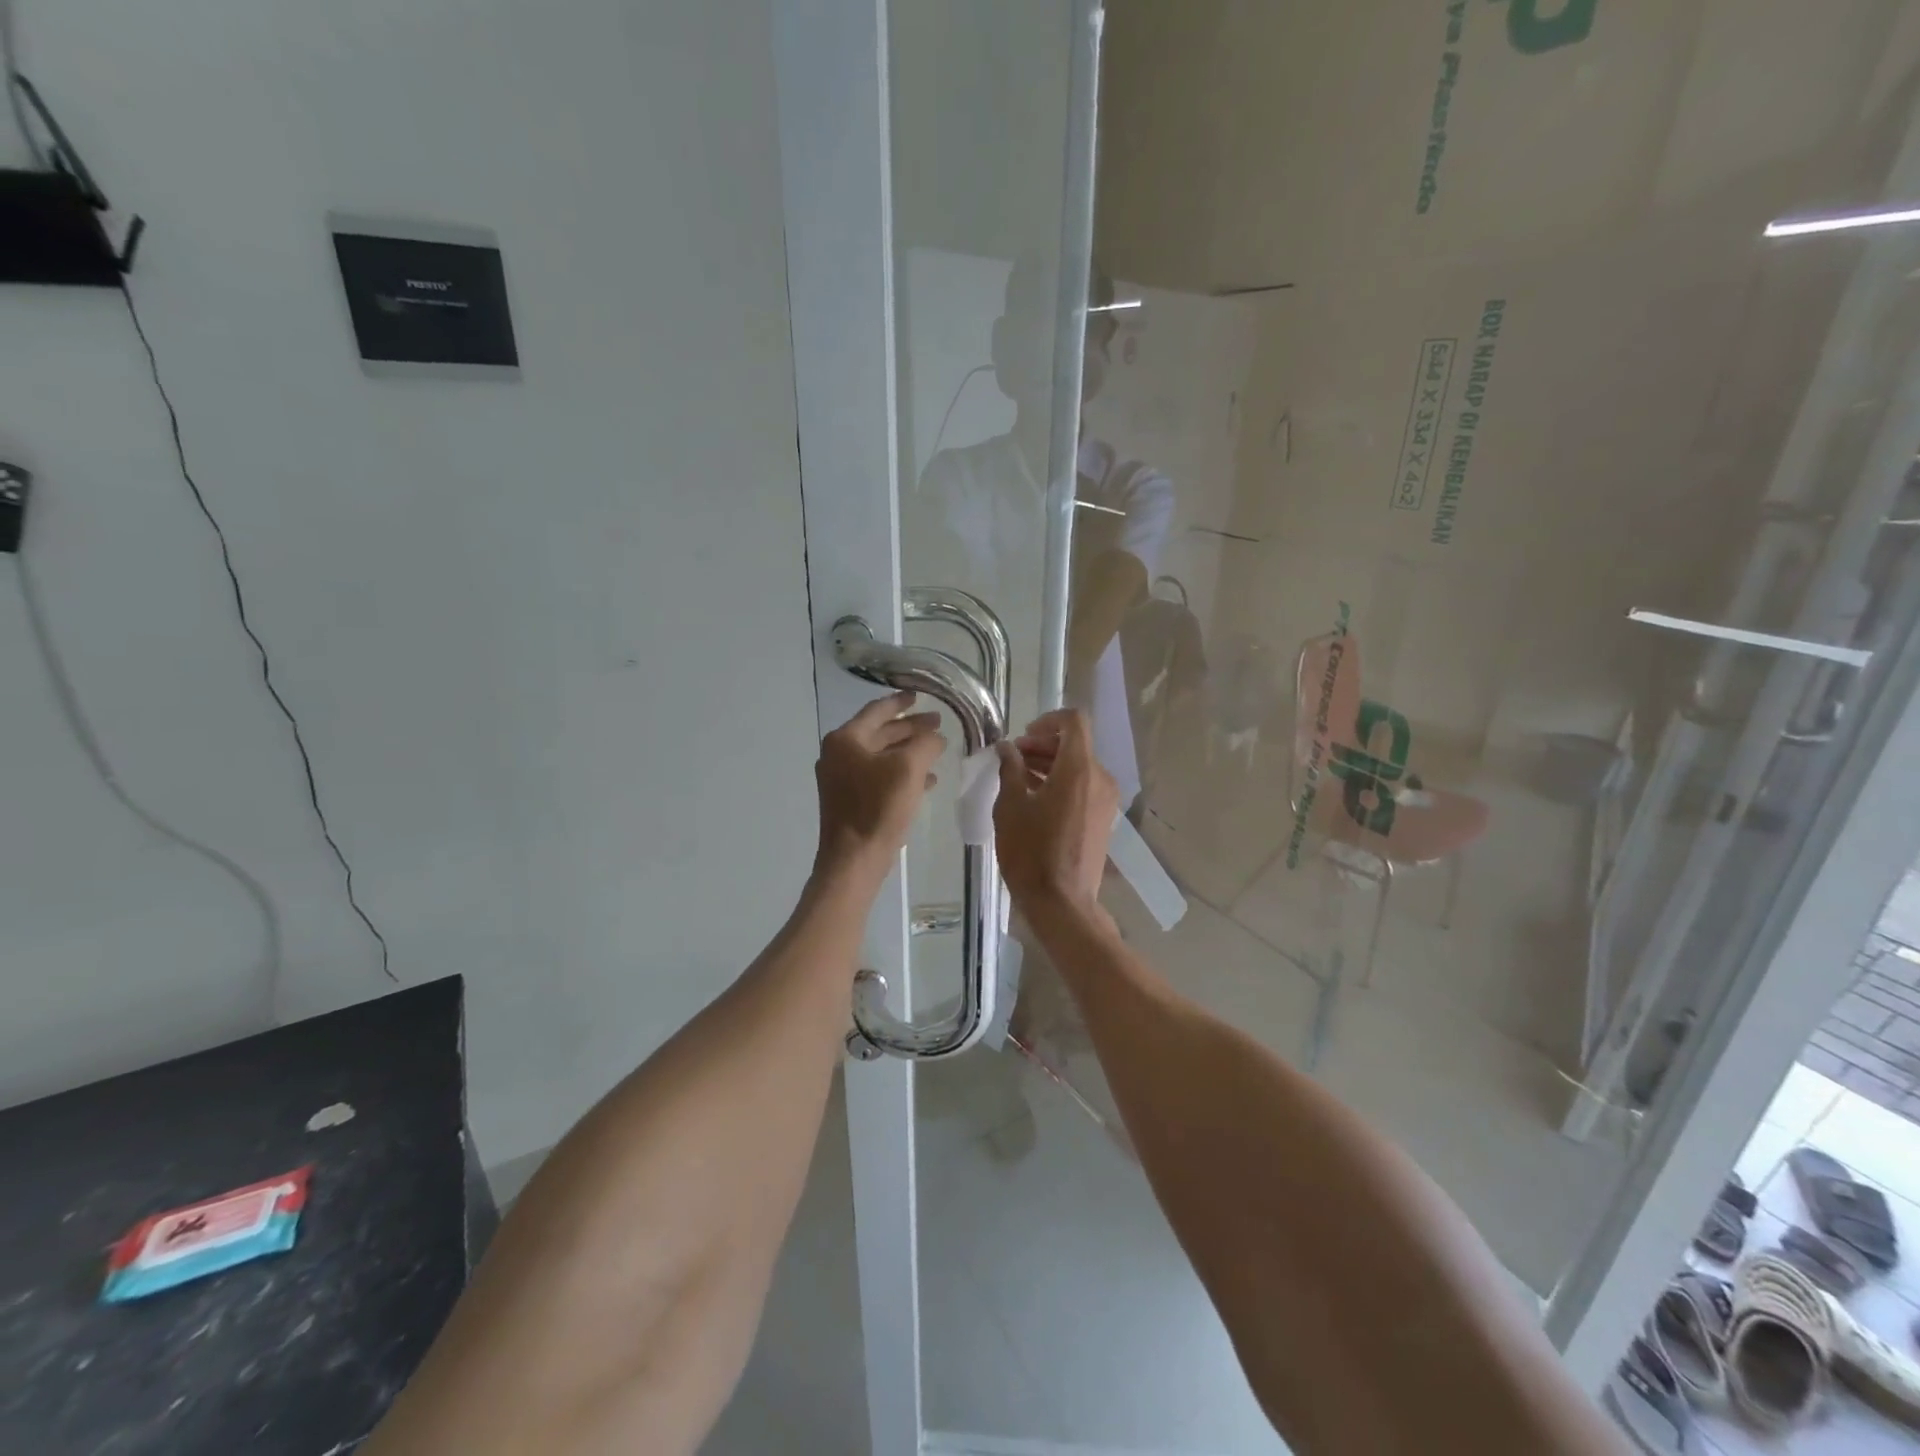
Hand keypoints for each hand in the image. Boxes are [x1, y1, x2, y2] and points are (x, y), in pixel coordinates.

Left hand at [815, 691, 945, 881]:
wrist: (854, 859)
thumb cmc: (878, 808)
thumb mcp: (909, 768)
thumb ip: (925, 743)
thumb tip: (936, 736)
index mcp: (846, 739)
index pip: (877, 710)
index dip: (901, 702)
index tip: (920, 695)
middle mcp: (838, 754)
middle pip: (880, 733)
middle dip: (910, 728)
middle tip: (938, 723)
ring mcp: (841, 779)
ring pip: (881, 756)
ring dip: (909, 752)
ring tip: (937, 750)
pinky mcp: (850, 800)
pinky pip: (879, 777)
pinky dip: (901, 774)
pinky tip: (927, 780)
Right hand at [993, 709, 1117, 916]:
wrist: (1062, 902)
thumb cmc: (1031, 852)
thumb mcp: (1010, 806)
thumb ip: (1010, 769)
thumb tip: (1007, 748)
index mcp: (1079, 769)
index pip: (1074, 722)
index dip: (1048, 720)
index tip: (1023, 736)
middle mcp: (1100, 778)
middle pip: (1076, 744)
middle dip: (1044, 744)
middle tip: (1013, 757)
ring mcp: (1105, 800)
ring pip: (1080, 766)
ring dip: (1051, 763)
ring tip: (1020, 777)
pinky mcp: (1103, 818)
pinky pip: (1084, 786)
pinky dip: (1062, 782)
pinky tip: (1036, 798)